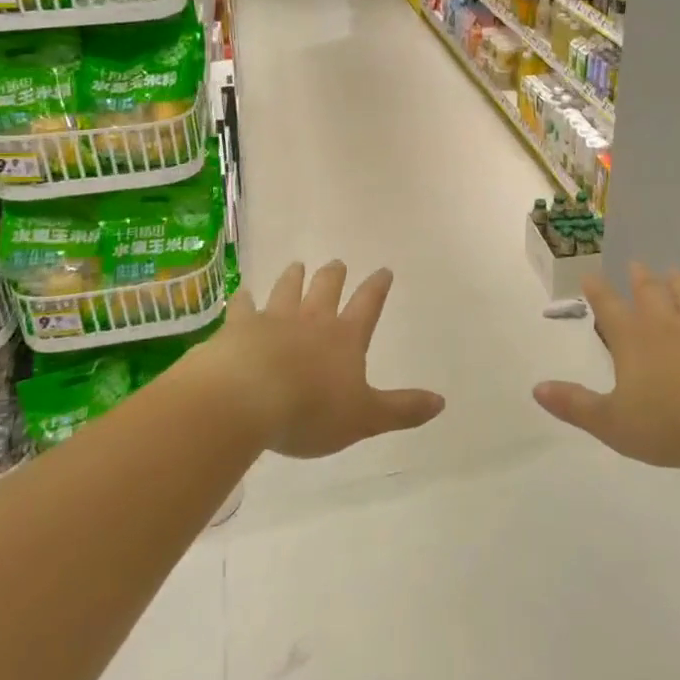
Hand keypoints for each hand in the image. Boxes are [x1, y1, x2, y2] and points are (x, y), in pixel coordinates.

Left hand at [201, 261, 444, 457]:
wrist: (247, 399)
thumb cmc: (311, 410)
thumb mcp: (365, 417)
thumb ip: (402, 409)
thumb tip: (441, 401)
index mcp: (345, 338)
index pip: (367, 306)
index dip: (377, 288)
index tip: (383, 270)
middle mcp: (311, 321)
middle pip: (326, 289)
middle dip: (334, 275)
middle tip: (337, 263)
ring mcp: (273, 320)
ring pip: (286, 291)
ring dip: (293, 278)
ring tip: (296, 266)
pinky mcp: (238, 328)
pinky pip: (242, 308)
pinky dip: (243, 300)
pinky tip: (241, 294)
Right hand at [534, 264, 679, 467]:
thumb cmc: (672, 423)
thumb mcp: (614, 423)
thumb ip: (575, 406)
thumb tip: (537, 388)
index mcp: (633, 341)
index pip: (609, 308)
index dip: (597, 292)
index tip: (590, 275)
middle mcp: (666, 326)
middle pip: (650, 294)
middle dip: (640, 280)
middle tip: (636, 264)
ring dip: (677, 284)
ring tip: (673, 272)